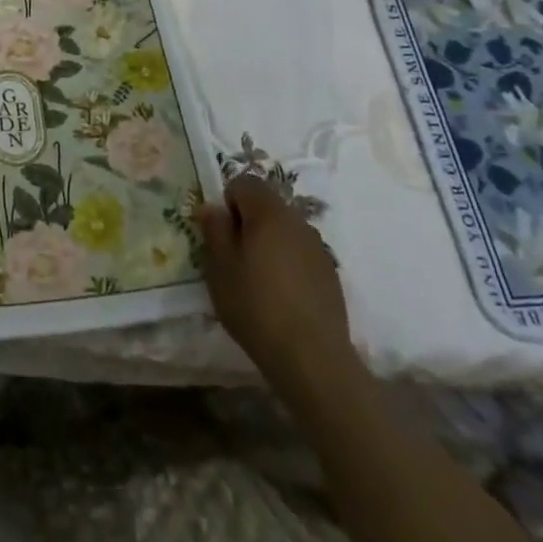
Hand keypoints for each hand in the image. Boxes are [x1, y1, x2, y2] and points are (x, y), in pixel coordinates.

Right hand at [199, 175, 354, 385]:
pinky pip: (300, 253)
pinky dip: (287, 263)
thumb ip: (214, 230)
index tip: (221, 234)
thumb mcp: (220, 268)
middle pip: (266, 205)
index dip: (227, 202)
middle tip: (234, 258)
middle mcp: (297, 221)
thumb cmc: (257, 306)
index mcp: (269, 212)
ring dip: (268, 243)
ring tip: (258, 280)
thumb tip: (212, 208)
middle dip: (248, 223)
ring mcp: (318, 247)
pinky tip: (282, 297)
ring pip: (284, 230)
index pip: (244, 183)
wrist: (312, 358)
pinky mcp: (330, 274)